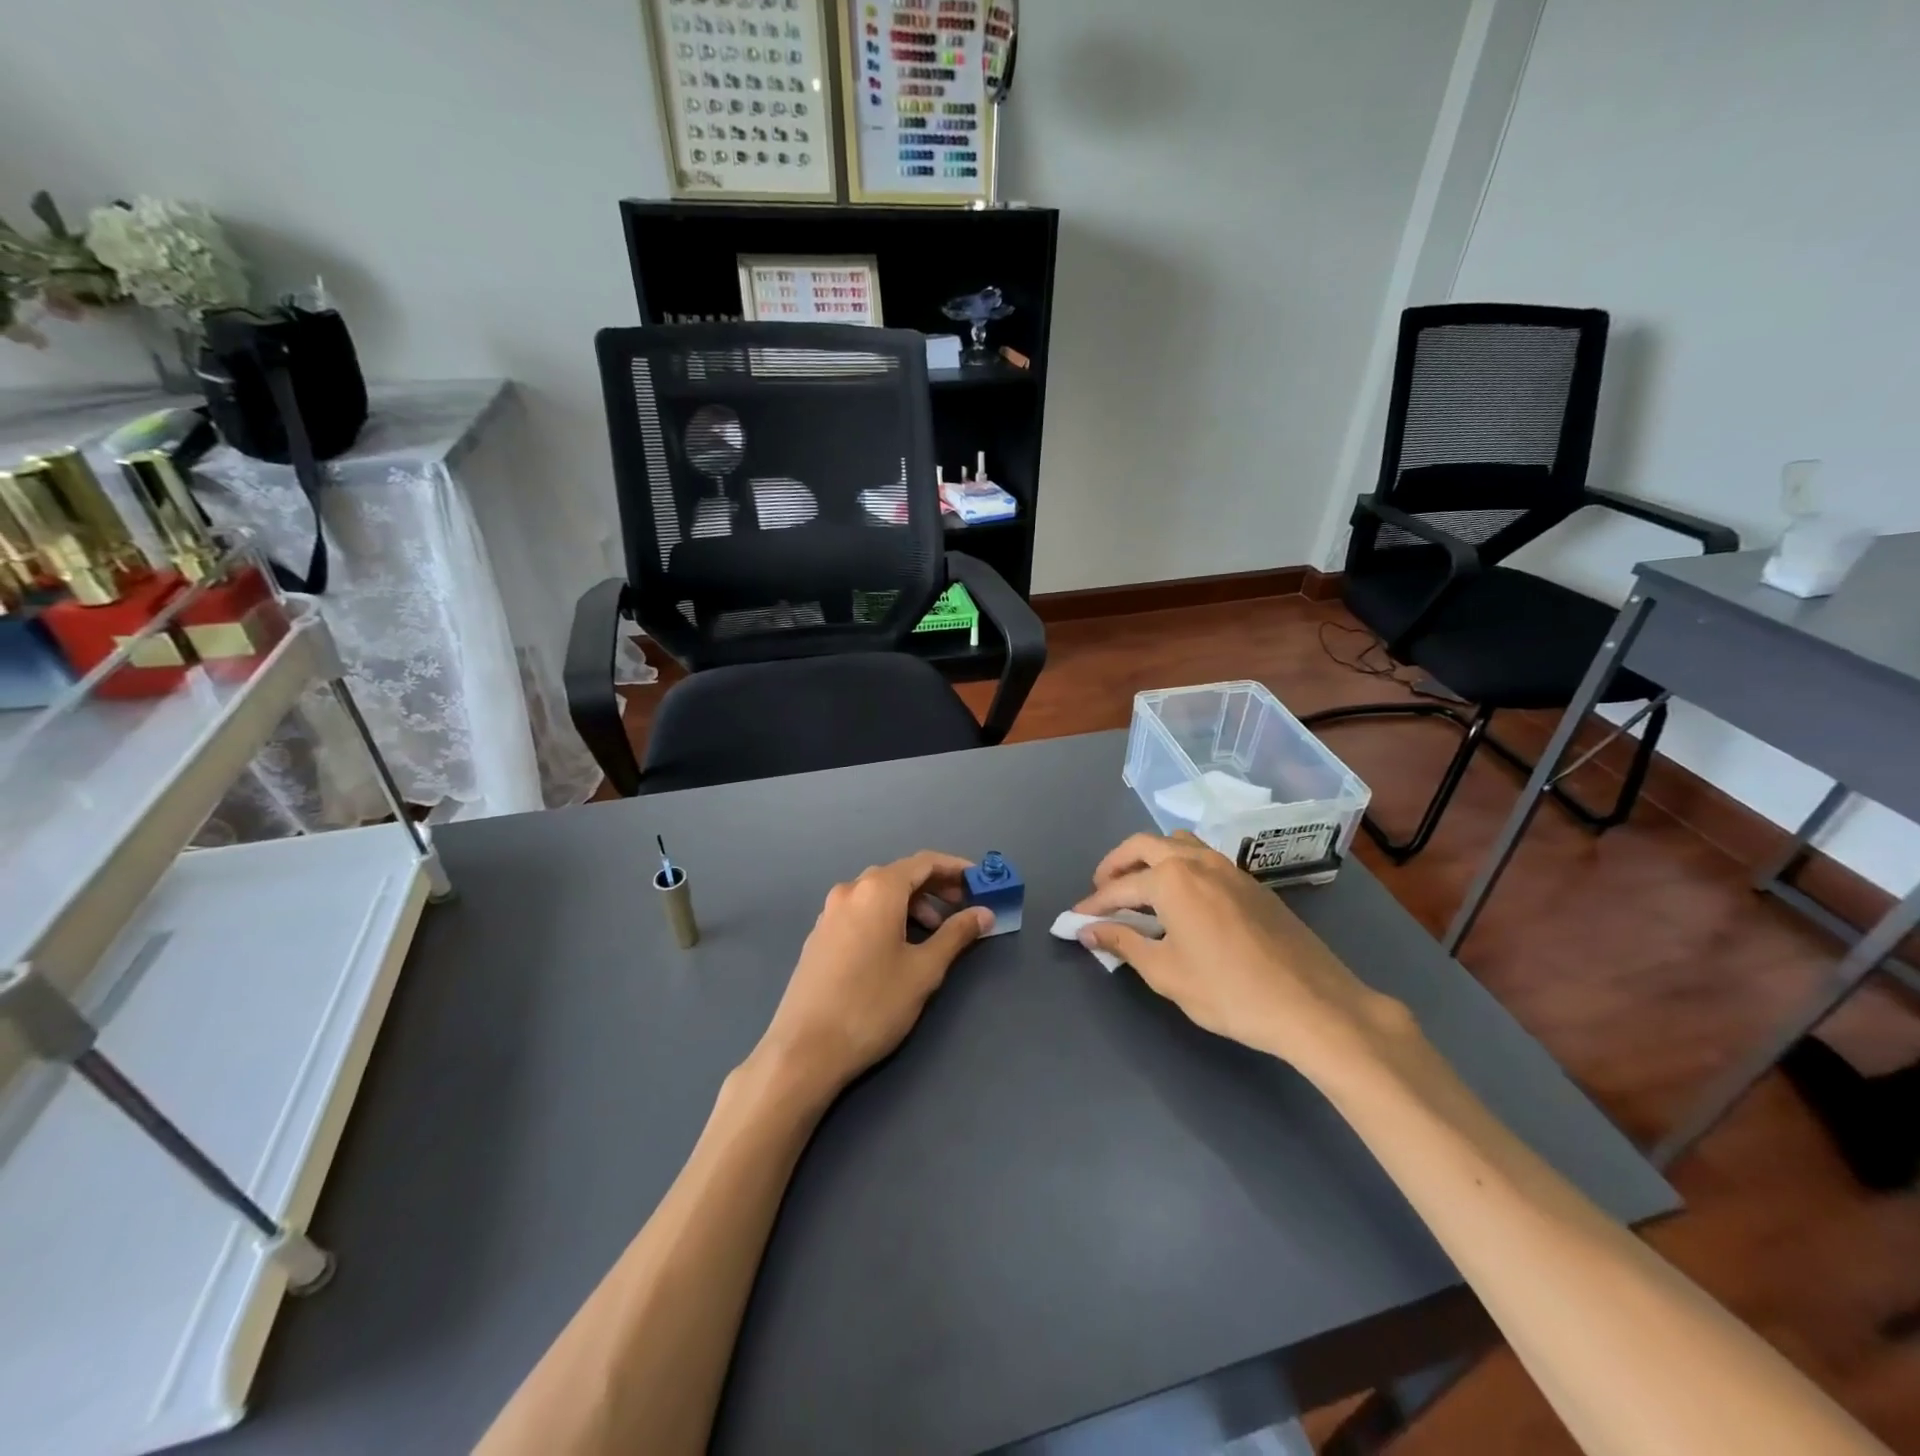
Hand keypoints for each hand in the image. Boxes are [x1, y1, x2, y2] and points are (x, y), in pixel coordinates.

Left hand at [755, 851, 992, 1099]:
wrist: (805, 1049)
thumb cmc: (873, 1004)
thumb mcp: (924, 970)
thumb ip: (956, 935)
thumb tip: (984, 913)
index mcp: (877, 890)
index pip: (924, 862)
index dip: (956, 868)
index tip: (981, 882)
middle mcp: (850, 890)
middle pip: (900, 875)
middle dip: (935, 887)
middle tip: (963, 908)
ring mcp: (829, 913)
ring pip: (878, 894)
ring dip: (911, 904)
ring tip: (933, 934)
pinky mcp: (819, 936)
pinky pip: (860, 911)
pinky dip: (886, 917)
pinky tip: (897, 948)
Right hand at [1073, 832, 1414, 1076]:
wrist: (1312, 1004)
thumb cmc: (1229, 991)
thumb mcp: (1166, 973)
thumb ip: (1124, 944)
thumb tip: (1090, 930)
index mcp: (1171, 879)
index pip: (1119, 887)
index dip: (1094, 904)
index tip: (1075, 919)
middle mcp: (1197, 861)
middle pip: (1144, 846)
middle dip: (1116, 865)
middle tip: (1102, 892)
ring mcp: (1228, 868)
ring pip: (1177, 844)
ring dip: (1150, 858)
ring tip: (1139, 889)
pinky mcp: (1251, 883)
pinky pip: (1202, 859)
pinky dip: (1179, 867)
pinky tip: (1181, 900)